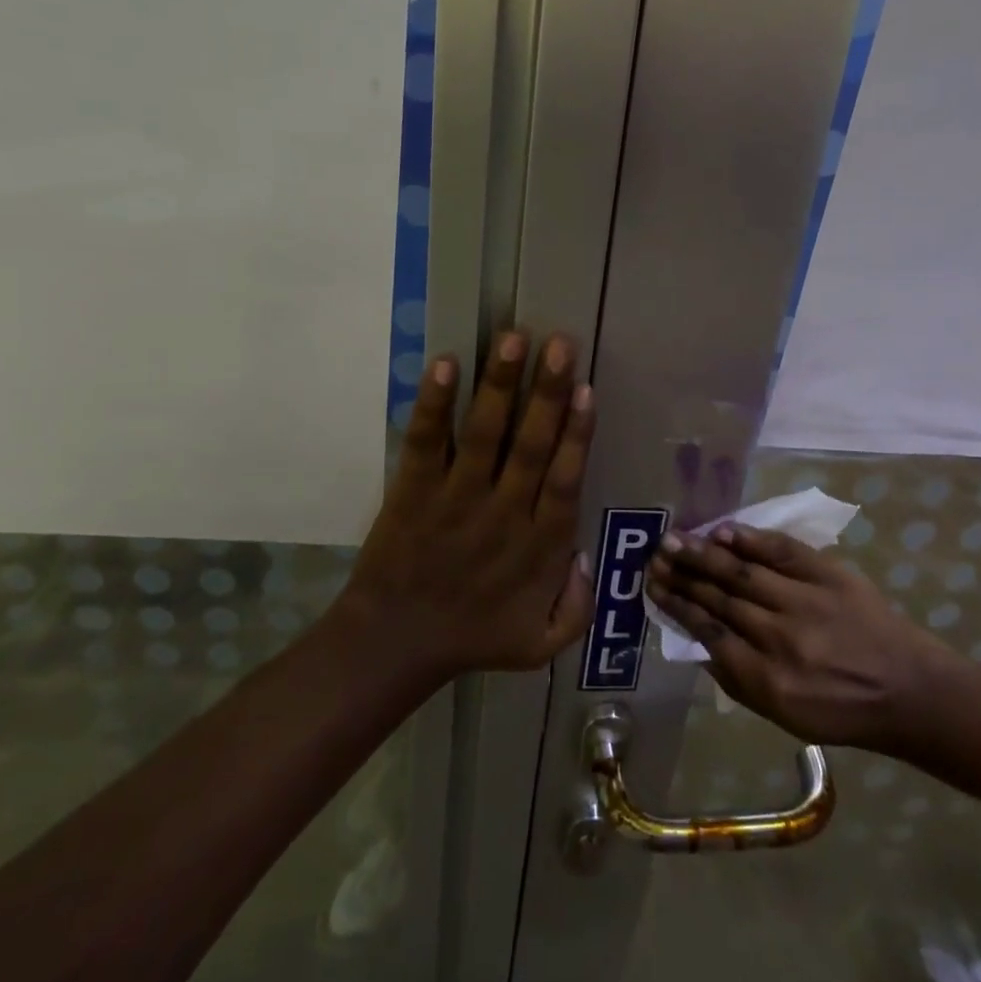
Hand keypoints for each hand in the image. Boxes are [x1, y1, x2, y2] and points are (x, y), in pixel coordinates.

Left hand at [335, 331, 596, 684]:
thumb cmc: (473, 636)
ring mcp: (455, 498)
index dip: (577, 433)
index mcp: (538, 546)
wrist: (394, 643)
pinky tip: (445, 364)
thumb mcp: (541, 644)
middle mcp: (503, 513)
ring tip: (513, 338)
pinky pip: (426, 441)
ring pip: (483, 433)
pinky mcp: (414, 490)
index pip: (564, 479)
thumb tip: (586, 554)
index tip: (585, 388)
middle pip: (531, 445)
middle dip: (547, 391)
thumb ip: (578, 606)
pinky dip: (434, 404)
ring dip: (499, 384)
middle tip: (560, 342)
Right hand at [645, 524, 963, 752]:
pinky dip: (749, 539)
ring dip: (703, 554)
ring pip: (742, 572)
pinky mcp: (829, 574)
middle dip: (682, 575)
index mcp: (768, 679)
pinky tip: (722, 531)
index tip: (653, 585)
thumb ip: (735, 680)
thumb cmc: (842, 712)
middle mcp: (782, 637)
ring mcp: (806, 601)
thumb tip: (697, 640)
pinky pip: (781, 550)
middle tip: (654, 556)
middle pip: (719, 598)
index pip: (709, 631)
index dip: (677, 605)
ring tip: (674, 539)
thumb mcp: (783, 716)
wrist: (910, 690)